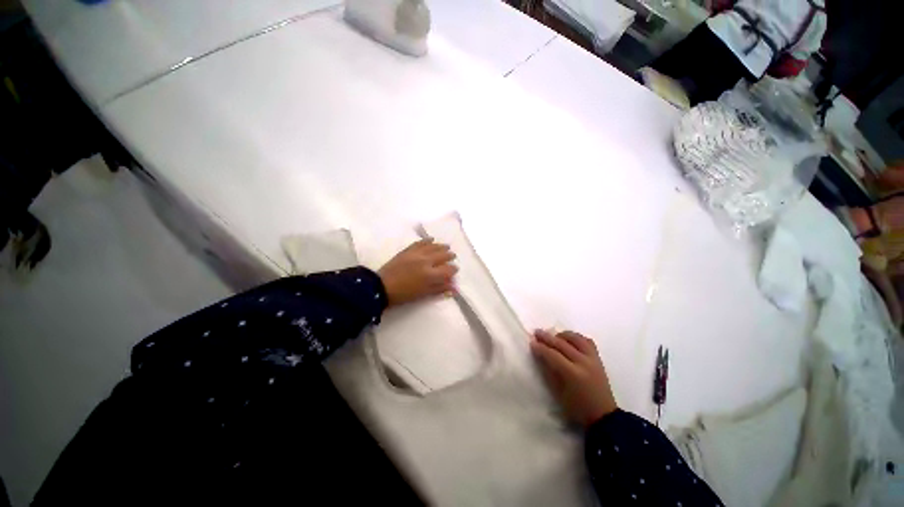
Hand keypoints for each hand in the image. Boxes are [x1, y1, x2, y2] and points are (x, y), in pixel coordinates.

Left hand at [378, 238, 457, 306]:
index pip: (448, 269)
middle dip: (449, 256)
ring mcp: (416, 254)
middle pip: (442, 255)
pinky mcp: (408, 250)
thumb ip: (439, 289)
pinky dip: (427, 240)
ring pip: (433, 247)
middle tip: (452, 256)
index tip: (455, 270)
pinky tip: (431, 239)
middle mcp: (426, 261)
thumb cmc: (404, 294)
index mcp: (430, 274)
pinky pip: (420, 243)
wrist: (382, 287)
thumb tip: (453, 287)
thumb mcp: (423, 294)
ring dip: (441, 246)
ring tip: (446, 247)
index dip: (453, 269)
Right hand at [531, 330, 617, 427]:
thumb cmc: (577, 407)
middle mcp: (583, 362)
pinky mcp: (598, 359)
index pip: (553, 355)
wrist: (602, 415)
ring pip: (576, 338)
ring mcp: (592, 359)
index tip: (532, 343)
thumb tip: (540, 355)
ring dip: (562, 335)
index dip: (541, 348)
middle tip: (537, 332)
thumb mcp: (558, 392)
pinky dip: (576, 338)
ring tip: (554, 336)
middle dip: (547, 337)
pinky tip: (569, 340)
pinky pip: (587, 342)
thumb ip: (549, 371)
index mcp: (572, 373)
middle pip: (562, 344)